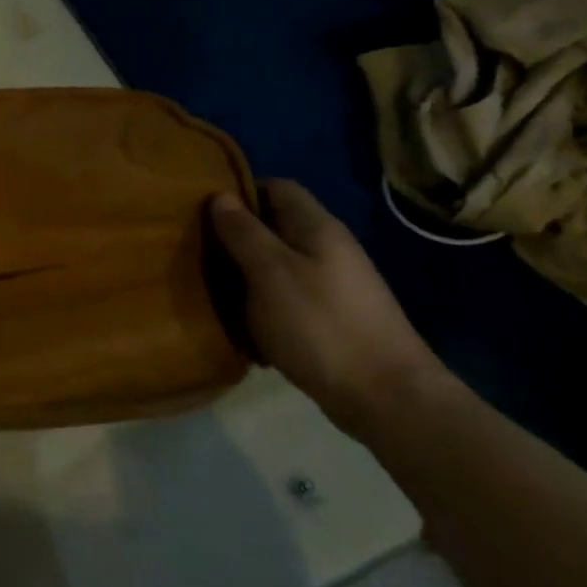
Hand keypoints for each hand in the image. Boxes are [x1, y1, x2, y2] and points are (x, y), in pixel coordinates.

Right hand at [209, 180, 442, 437]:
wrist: (387, 398)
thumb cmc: (321, 324)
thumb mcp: (270, 273)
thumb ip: (244, 233)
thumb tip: (221, 196)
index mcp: (317, 228)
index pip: (277, 187)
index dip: (241, 191)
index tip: (205, 210)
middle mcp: (329, 249)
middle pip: (276, 226)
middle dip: (238, 235)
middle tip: (199, 250)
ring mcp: (334, 286)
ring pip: (279, 265)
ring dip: (247, 273)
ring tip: (213, 288)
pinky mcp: (333, 319)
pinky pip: (288, 298)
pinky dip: (263, 305)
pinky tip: (244, 323)